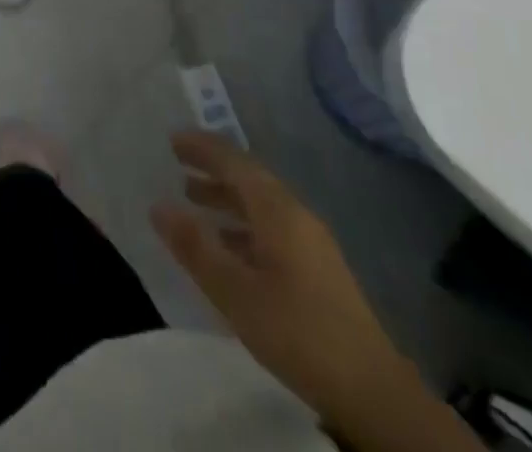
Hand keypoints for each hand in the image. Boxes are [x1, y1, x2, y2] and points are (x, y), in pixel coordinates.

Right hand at [151, 132, 448, 445]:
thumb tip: (157, 206)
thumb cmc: (298, 333)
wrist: (373, 392)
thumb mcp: (235, 293)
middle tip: (177, 164)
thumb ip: (195, 248)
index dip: (203, 148)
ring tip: (193, 200)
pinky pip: (271, 227)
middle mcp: (296, 215)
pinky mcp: (318, 269)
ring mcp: (311, 242)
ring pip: (260, 204)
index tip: (172, 139)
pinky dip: (242, 224)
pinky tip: (227, 246)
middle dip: (213, 169)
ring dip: (227, 197)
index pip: (234, 162)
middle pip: (249, 178)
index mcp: (277, 210)